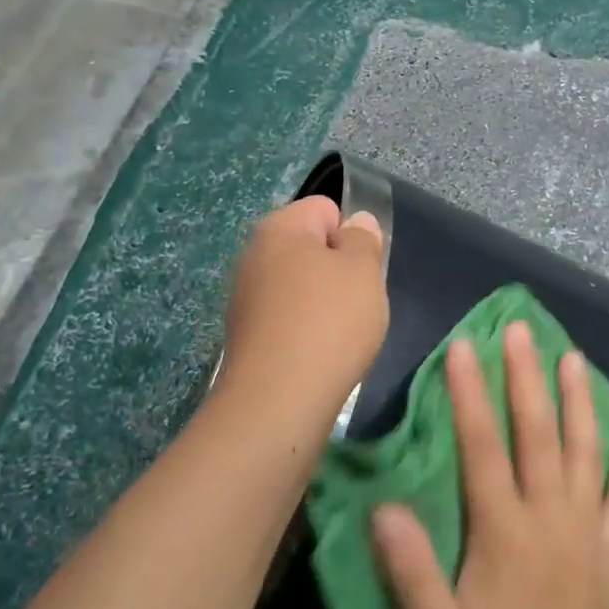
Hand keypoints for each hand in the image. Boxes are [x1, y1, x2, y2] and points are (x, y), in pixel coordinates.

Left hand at [216, 196, 387, 435]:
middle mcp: (254, 253)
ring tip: (339, 333)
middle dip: (337, 269)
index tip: (362, 270)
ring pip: (299, 285)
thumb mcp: (363, 271)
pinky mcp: (245, 334)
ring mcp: (245, 295)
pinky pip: (286, 317)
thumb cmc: (329, 322)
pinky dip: (304, 329)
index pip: (325, 208)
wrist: (277, 400)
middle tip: (356, 301)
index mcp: (280, 227)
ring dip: (322, 302)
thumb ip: (363, 240)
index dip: (351, 235)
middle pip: (309, 248)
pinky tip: (317, 354)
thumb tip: (355, 223)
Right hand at [371, 321, 608, 608]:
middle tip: (520, 328)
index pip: (484, 446)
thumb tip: (384, 505)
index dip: (471, 394)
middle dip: (526, 376)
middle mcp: (549, 519)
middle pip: (537, 433)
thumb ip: (410, 567)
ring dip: (579, 402)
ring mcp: (586, 533)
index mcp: (504, 532)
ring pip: (584, 453)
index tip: (464, 347)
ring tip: (574, 357)